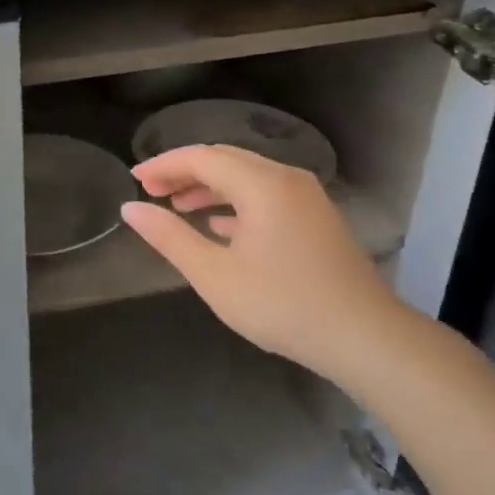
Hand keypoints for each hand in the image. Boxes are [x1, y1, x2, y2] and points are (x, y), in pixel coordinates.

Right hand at [121, 144, 402, 381]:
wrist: (364, 337)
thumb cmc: (282, 305)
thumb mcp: (215, 275)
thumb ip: (170, 237)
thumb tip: (130, 209)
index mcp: (261, 184)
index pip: (201, 157)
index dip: (164, 165)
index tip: (134, 180)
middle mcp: (286, 178)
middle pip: (225, 160)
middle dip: (185, 172)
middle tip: (152, 192)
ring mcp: (306, 197)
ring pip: (247, 177)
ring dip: (209, 187)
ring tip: (177, 207)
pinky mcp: (316, 218)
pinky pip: (266, 195)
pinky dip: (235, 203)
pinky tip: (219, 227)